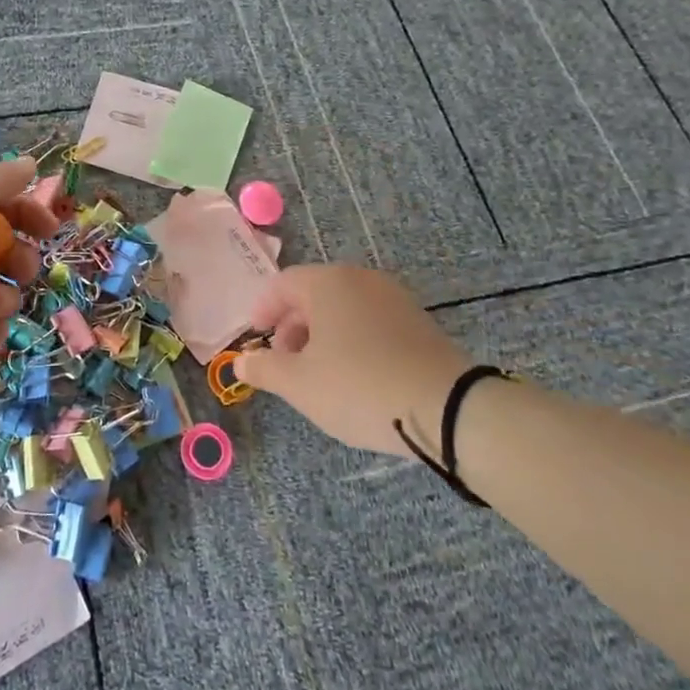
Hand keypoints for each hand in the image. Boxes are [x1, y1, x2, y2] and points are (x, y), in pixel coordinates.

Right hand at [239, 265, 472, 457]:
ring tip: (318, 374)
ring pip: (343, 308)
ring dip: (321, 334)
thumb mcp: (300, 384)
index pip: (282, 284)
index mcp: (328, 283)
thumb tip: (241, 361)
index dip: (262, 309)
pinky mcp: (418, 322)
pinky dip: (351, 339)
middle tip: (284, 361)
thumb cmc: (360, 388)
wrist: (448, 409)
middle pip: (313, 293)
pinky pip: (370, 321)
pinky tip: (354, 376)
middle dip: (291, 325)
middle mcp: (361, 279)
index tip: (256, 338)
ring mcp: (394, 298)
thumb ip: (264, 368)